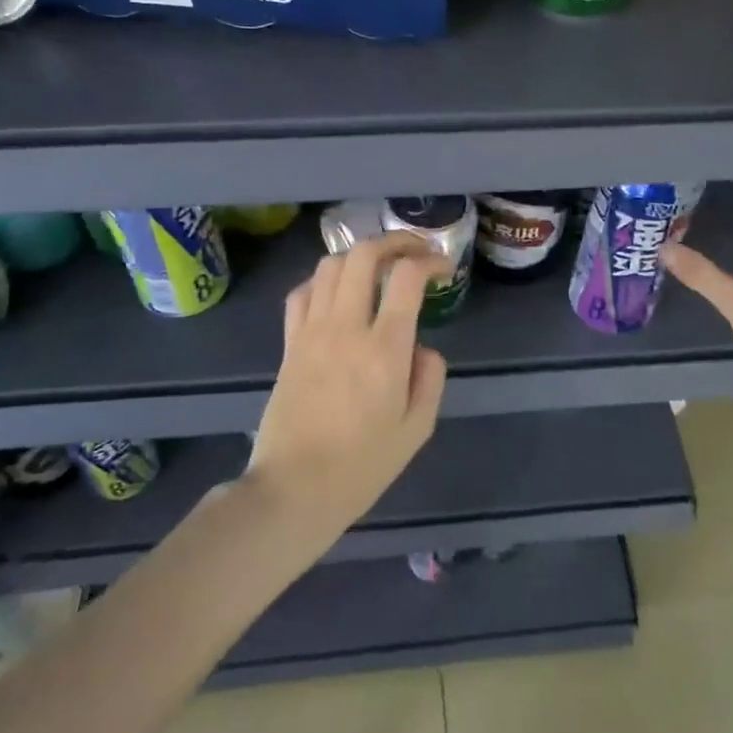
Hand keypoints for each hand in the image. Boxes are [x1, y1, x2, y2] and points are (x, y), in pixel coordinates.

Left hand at [245, 233, 448, 545]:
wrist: (294, 490)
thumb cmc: (362, 466)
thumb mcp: (418, 429)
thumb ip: (430, 377)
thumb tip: (421, 346)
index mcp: (384, 350)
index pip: (407, 278)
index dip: (430, 261)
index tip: (443, 269)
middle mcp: (346, 328)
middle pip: (364, 255)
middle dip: (395, 242)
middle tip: (415, 252)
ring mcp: (312, 332)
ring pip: (331, 265)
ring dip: (360, 256)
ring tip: (379, 268)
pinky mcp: (289, 344)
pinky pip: (302, 292)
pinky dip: (324, 280)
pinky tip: (338, 293)